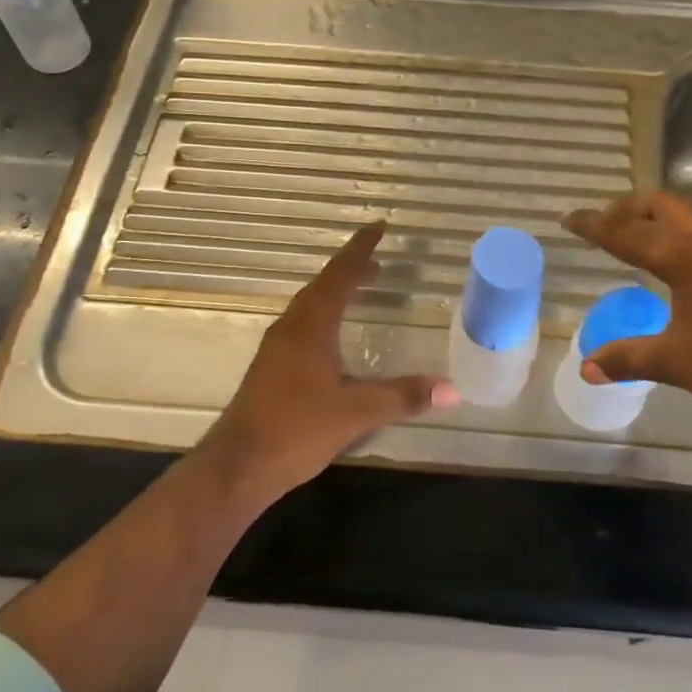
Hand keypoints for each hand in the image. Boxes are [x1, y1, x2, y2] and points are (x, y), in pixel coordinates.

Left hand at [200, 222, 458, 499]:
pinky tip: (334, 336)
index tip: (378, 226)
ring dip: (336, 291)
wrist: (239, 465)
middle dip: (351, 269)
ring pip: (310, 306)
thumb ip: (403, 396)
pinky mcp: (272, 367)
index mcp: (311, 326)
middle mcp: (291, 328)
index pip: (340, 276)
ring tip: (361, 288)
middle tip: (378, 260)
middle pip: (323, 286)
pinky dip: (325, 314)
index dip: (360, 250)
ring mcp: (277, 347)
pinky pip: (303, 324)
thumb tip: (452, 389)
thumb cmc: (296, 429)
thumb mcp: (356, 412)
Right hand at [563, 191, 691, 457]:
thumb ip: (629, 358)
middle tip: (609, 225)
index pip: (627, 233)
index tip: (570, 219)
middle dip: (631, 210)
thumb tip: (587, 368)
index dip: (594, 225)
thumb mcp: (679, 363)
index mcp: (688, 256)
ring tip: (655, 245)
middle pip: (666, 206)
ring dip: (672, 224)